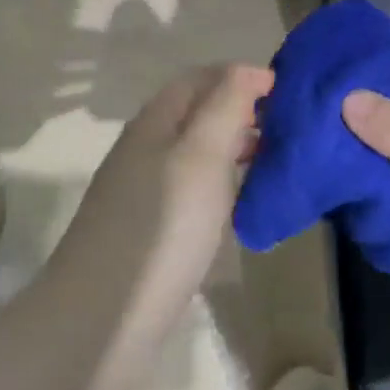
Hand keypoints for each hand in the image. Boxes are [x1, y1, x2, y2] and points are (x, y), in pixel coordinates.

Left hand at [48, 63, 272, 389]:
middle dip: (240, 111)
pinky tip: (243, 203)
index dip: (238, 76)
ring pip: (195, 153)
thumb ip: (225, 107)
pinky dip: (221, 184)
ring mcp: (144, 192)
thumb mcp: (200, 156)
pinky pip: (192, 190)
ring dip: (233, 148)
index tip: (285, 92)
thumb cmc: (160, 228)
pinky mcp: (151, 231)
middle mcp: (145, 150)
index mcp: (153, 124)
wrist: (102, 320)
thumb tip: (250, 69)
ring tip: (275, 161)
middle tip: (287, 128)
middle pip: (195, 114)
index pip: (197, 79)